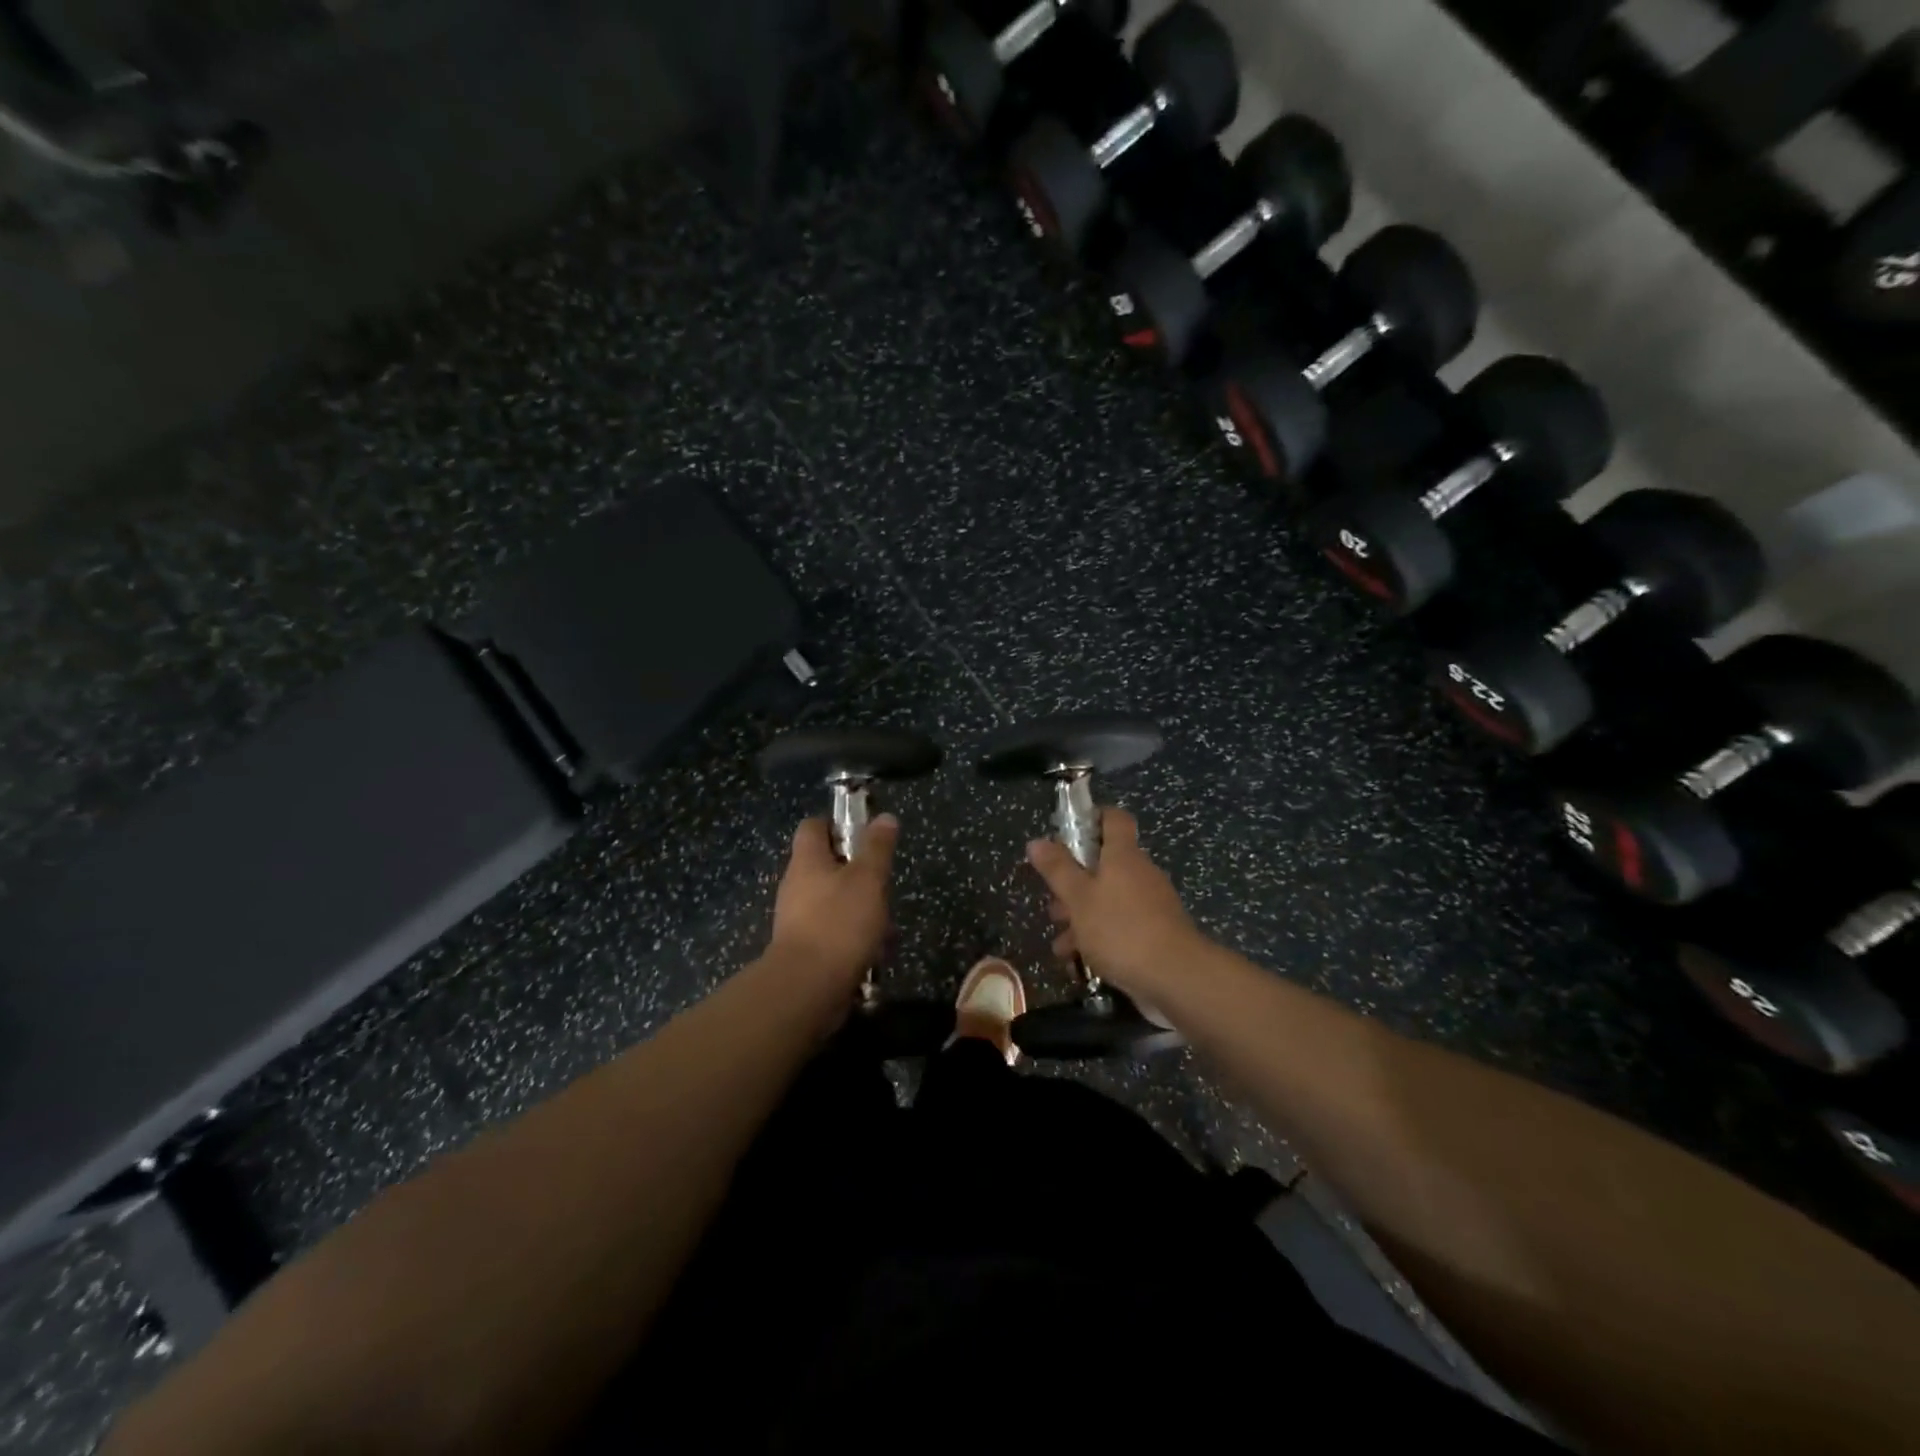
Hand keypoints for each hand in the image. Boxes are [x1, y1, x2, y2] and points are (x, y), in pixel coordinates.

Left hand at [768, 814, 898, 990]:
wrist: (807, 988)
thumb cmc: (839, 923)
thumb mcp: (868, 879)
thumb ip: (877, 847)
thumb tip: (884, 817)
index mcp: (807, 861)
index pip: (814, 827)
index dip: (838, 825)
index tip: (865, 836)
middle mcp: (796, 885)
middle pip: (827, 866)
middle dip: (859, 874)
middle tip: (884, 886)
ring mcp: (797, 919)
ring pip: (834, 902)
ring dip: (861, 909)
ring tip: (887, 926)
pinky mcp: (803, 948)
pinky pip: (832, 932)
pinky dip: (853, 937)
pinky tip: (875, 952)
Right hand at [1027, 809, 1203, 999]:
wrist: (1176, 977)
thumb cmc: (1120, 929)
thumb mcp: (1079, 899)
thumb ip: (1057, 870)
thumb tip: (1037, 841)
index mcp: (1123, 855)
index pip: (1113, 819)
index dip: (1092, 818)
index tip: (1067, 834)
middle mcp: (1140, 872)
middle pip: (1103, 865)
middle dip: (1074, 884)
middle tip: (1053, 906)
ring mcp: (1151, 903)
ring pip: (1108, 899)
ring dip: (1082, 917)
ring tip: (1061, 945)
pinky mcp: (1155, 932)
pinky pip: (1121, 924)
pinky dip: (1100, 937)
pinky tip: (1080, 961)